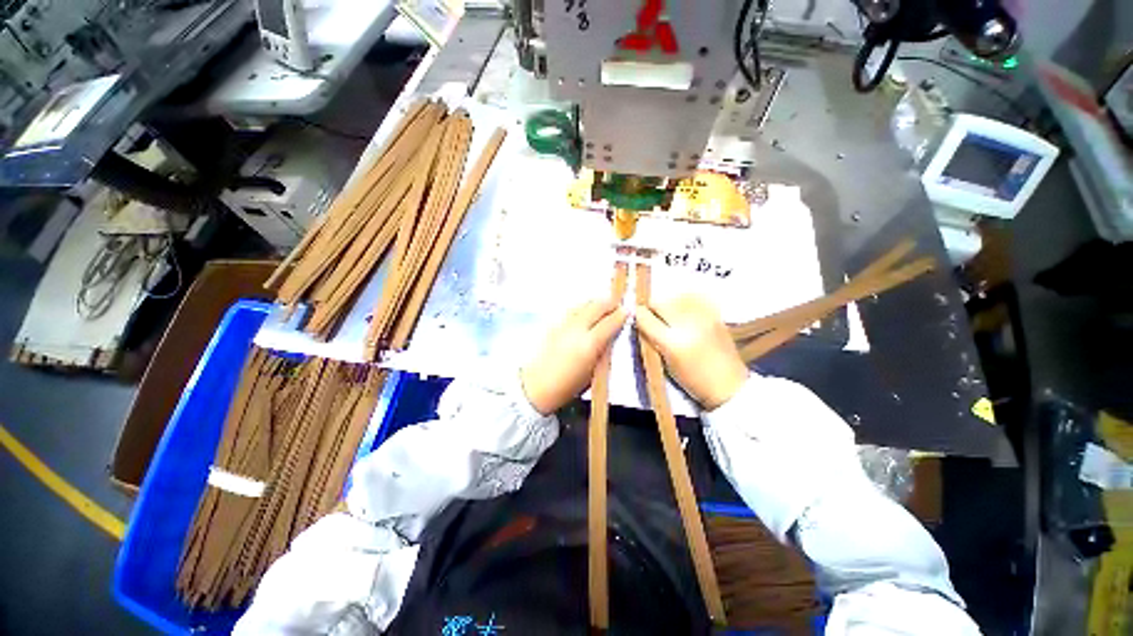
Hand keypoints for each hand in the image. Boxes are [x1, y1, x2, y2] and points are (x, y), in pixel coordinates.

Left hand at [521, 299, 627, 414]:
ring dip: (595, 304)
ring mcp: (563, 324)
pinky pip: (572, 310)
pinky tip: (584, 313)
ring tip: (602, 306)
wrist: (537, 386)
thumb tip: (611, 336)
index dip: (621, 315)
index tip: (628, 311)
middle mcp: (577, 329)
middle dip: (609, 303)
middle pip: (596, 306)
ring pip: (583, 304)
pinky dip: (582, 308)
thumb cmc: (568, 386)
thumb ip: (603, 351)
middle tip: (617, 305)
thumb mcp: (593, 373)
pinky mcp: (553, 324)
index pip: (609, 322)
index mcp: (589, 344)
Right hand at [635, 294, 748, 410]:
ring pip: (675, 296)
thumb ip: (651, 339)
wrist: (729, 385)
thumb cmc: (692, 381)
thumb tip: (639, 318)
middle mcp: (687, 325)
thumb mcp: (665, 363)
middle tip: (654, 316)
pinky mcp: (715, 314)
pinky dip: (684, 302)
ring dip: (669, 303)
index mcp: (672, 343)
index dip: (638, 315)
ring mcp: (703, 317)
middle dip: (652, 307)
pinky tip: (685, 313)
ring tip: (671, 315)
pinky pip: (692, 298)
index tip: (637, 317)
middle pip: (659, 301)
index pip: (645, 317)